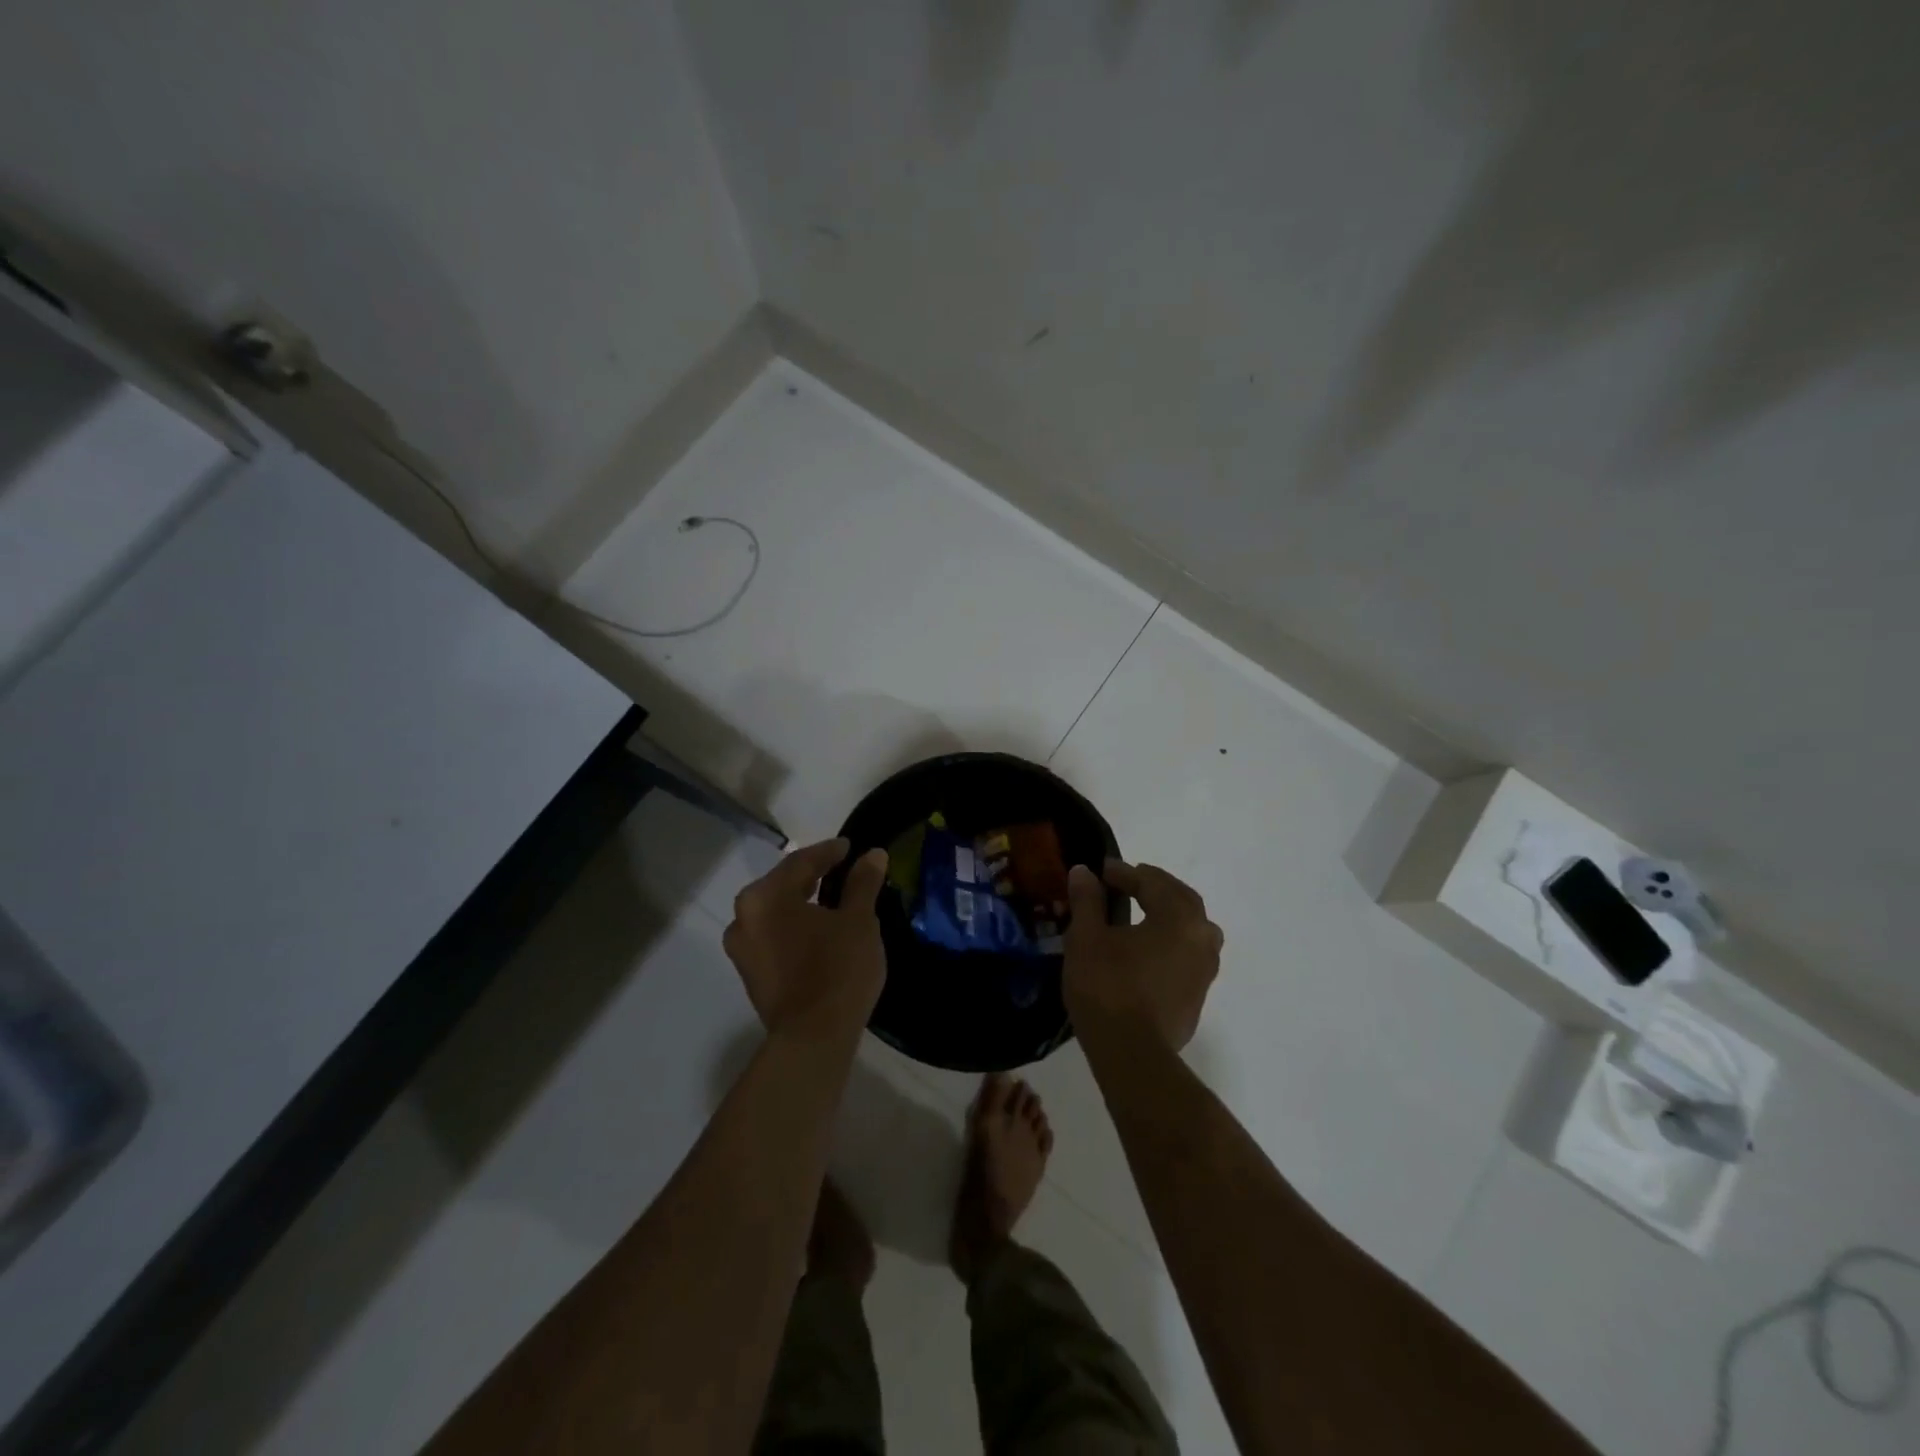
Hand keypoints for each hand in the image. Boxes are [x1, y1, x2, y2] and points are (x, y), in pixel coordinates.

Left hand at [723, 838, 888, 1042]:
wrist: (813, 1038)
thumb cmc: (837, 969)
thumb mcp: (858, 921)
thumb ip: (862, 883)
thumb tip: (872, 855)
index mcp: (765, 897)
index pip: (801, 862)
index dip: (829, 852)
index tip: (851, 848)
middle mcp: (744, 918)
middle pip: (783, 884)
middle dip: (813, 874)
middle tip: (842, 868)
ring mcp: (742, 949)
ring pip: (776, 911)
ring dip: (802, 901)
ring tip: (832, 898)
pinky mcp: (750, 974)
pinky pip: (773, 935)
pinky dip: (794, 926)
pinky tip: (818, 928)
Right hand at [1064, 860, 1222, 1051]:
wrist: (1132, 1055)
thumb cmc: (1108, 987)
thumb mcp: (1086, 938)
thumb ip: (1088, 900)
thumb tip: (1084, 872)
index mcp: (1179, 917)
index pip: (1152, 882)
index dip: (1124, 873)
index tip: (1100, 871)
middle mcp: (1202, 938)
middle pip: (1181, 900)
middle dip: (1154, 887)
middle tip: (1126, 883)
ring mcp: (1205, 971)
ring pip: (1192, 929)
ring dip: (1169, 914)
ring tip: (1142, 914)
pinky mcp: (1198, 997)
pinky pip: (1188, 955)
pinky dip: (1171, 942)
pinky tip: (1148, 951)